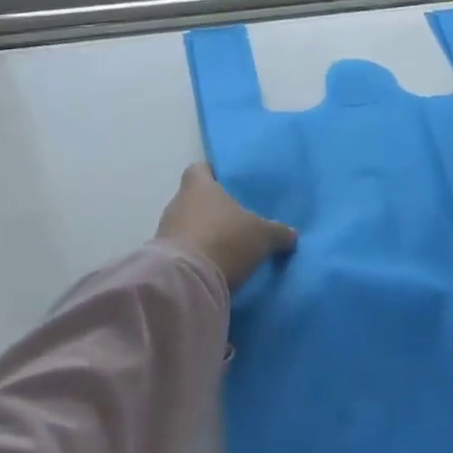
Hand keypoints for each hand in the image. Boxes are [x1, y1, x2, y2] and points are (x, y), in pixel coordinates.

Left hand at [155, 164, 296, 287]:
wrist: (186, 283)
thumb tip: (291, 234)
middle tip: (235, 219)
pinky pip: (182, 251)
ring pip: (186, 226)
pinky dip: (195, 256)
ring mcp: (164, 232)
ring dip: (203, 234)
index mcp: (198, 186)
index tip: (229, 184)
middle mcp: (177, 203)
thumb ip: (278, 232)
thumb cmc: (225, 240)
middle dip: (212, 209)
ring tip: (226, 246)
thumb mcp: (263, 236)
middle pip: (194, 199)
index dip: (213, 174)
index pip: (200, 169)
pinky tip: (213, 267)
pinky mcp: (161, 260)